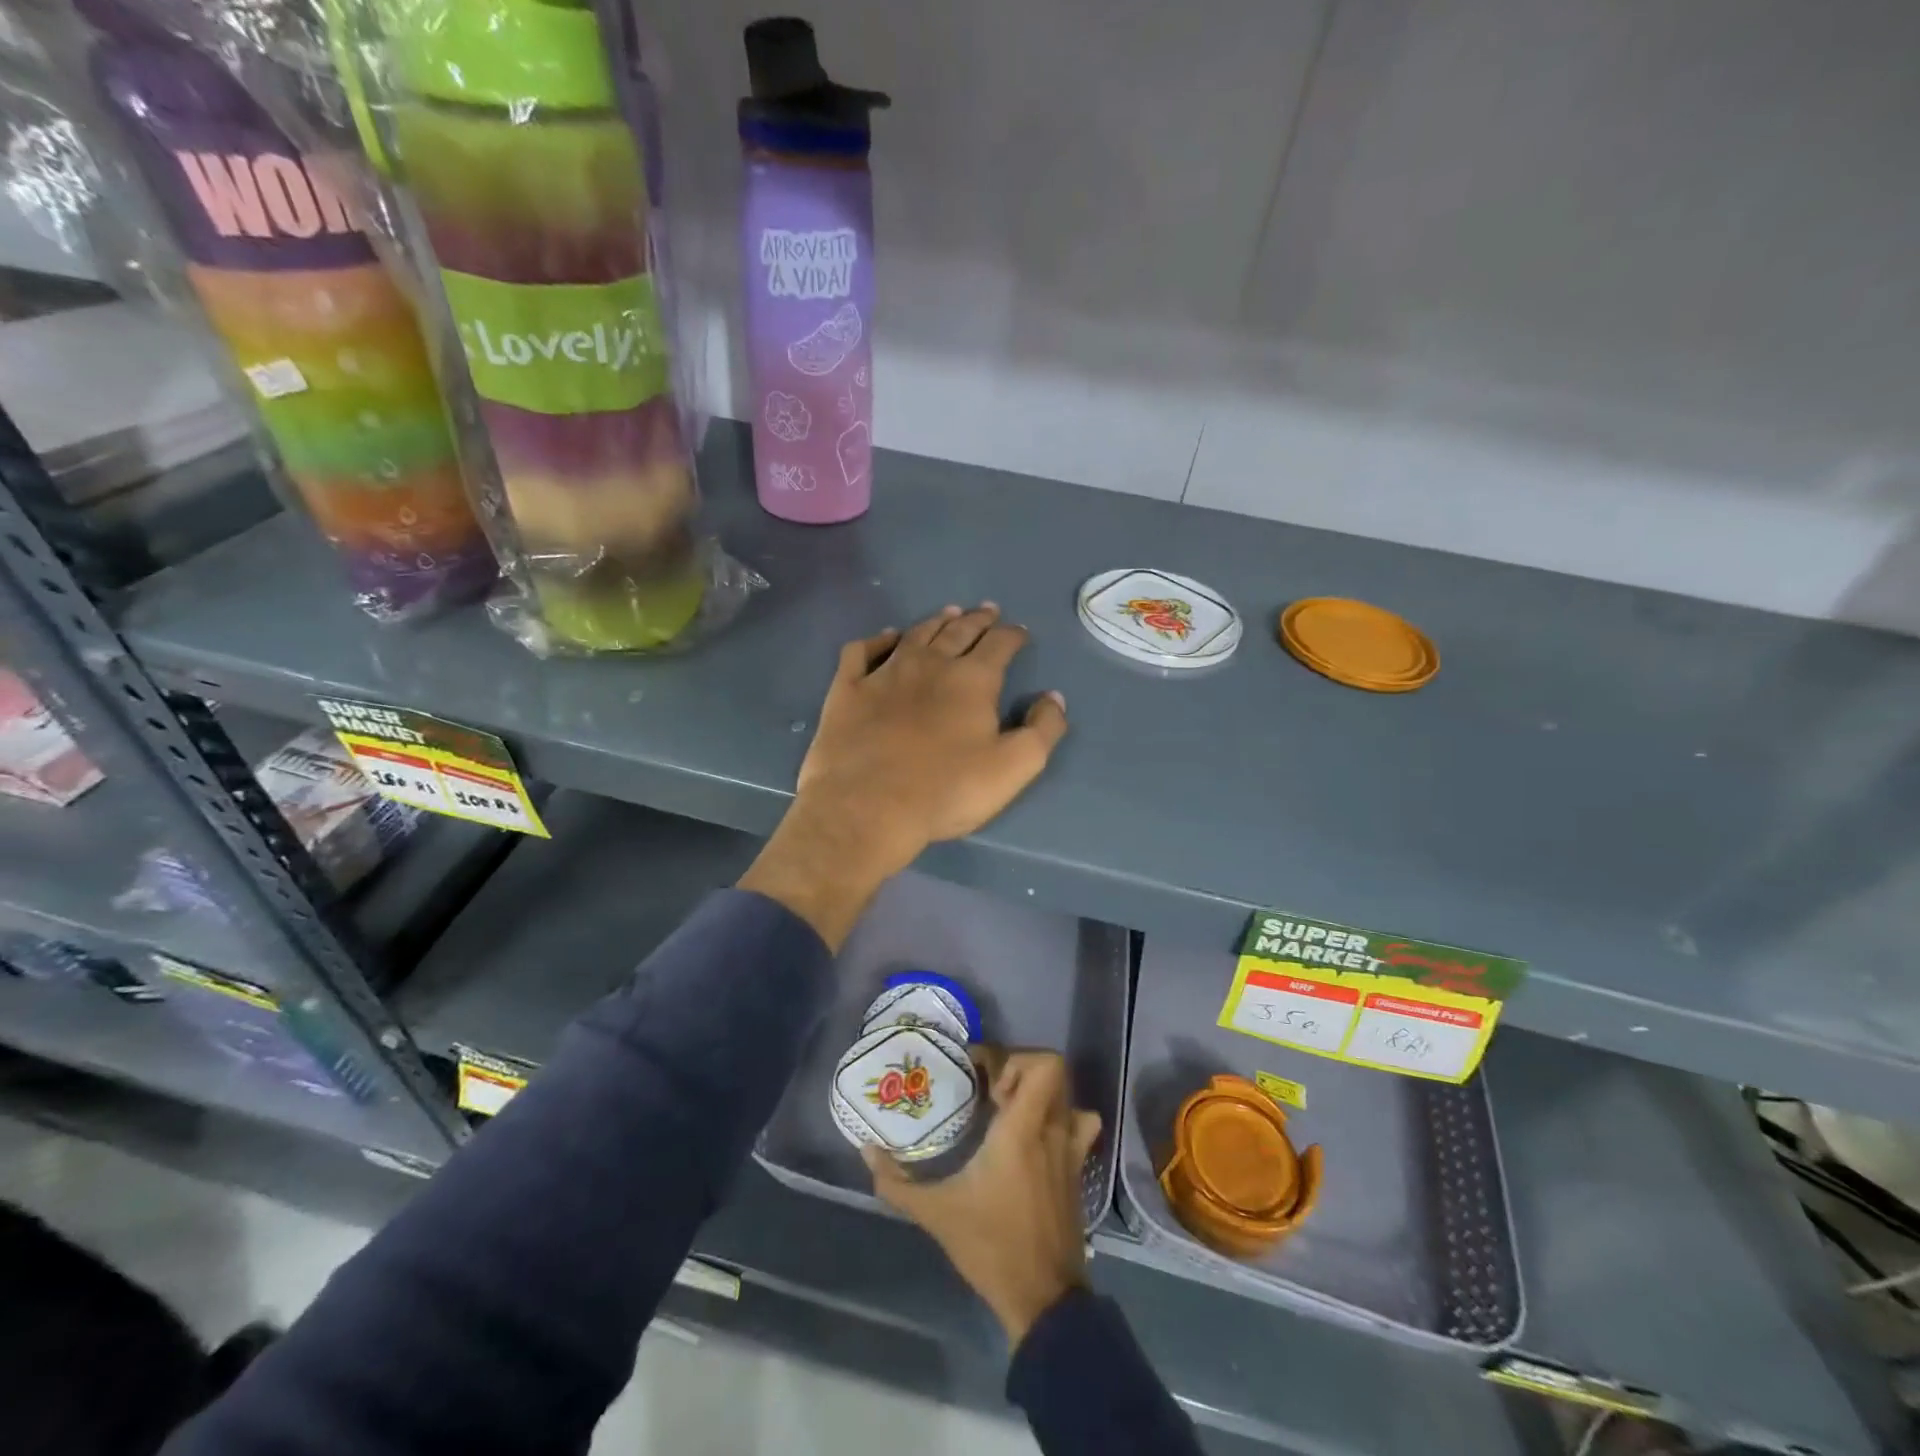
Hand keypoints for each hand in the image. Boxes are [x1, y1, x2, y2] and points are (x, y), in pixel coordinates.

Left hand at [740, 605, 1067, 947]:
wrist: (867, 807)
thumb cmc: (946, 790)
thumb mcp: (1014, 767)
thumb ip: (1042, 730)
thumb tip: (1052, 698)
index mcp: (972, 680)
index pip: (999, 645)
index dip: (1012, 635)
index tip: (1019, 632)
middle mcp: (930, 664)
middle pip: (958, 631)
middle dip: (977, 619)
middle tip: (987, 611)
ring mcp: (884, 673)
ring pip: (915, 634)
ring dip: (936, 621)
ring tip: (948, 614)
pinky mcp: (848, 689)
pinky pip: (862, 651)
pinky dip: (877, 640)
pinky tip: (885, 639)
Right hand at [864, 1049, 1101, 1346]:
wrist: (1043, 1299)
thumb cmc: (991, 1246)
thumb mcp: (937, 1213)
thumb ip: (897, 1183)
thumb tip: (867, 1150)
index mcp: (1023, 1129)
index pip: (1041, 1065)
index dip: (1009, 1056)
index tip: (976, 1071)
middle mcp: (1053, 1130)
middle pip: (1052, 1071)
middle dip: (1019, 1070)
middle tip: (988, 1091)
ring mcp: (1071, 1151)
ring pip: (1068, 1097)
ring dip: (1041, 1094)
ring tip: (1011, 1110)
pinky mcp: (1076, 1172)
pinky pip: (1079, 1127)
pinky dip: (1062, 1120)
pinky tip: (1034, 1139)